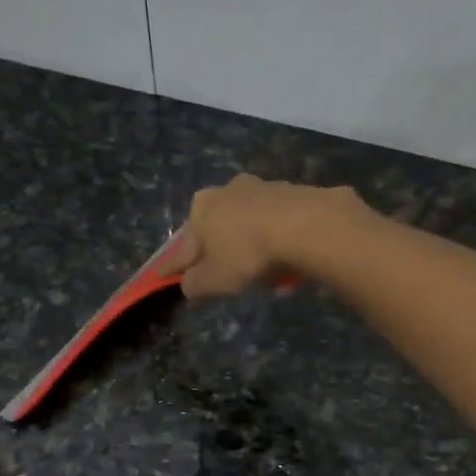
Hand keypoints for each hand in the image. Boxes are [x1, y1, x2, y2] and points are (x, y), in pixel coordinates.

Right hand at [170, 173, 360, 299]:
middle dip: (219, 253)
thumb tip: (188, 287)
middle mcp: (227, 190)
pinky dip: (278, 244)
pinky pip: (279, 226)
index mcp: (200, 208)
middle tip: (224, 276)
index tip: (169, 279)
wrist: (306, 226)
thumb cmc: (248, 254)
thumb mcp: (214, 281)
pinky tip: (287, 266)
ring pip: (249, 226)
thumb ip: (194, 286)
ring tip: (262, 275)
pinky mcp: (293, 193)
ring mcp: (262, 187)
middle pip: (217, 230)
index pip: (182, 246)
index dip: (176, 267)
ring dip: (251, 248)